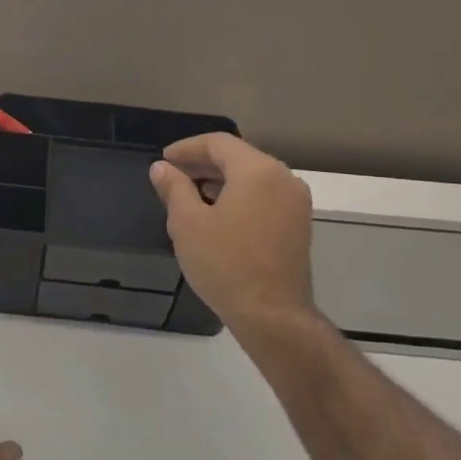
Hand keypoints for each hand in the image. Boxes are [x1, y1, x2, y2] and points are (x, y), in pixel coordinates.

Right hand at [149, 133, 321, 351]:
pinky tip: (217, 213)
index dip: (187, 148)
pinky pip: (264, 195)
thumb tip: (162, 168)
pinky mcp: (298, 225)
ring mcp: (295, 202)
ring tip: (190, 194)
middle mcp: (283, 178)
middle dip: (203, 163)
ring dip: (221, 180)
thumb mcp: (187, 224)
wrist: (272, 316)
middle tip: (173, 175)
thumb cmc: (225, 264)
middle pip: (238, 157)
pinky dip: (239, 195)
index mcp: (258, 170)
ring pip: (253, 177)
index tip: (164, 160)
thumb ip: (174, 188)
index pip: (218, 143)